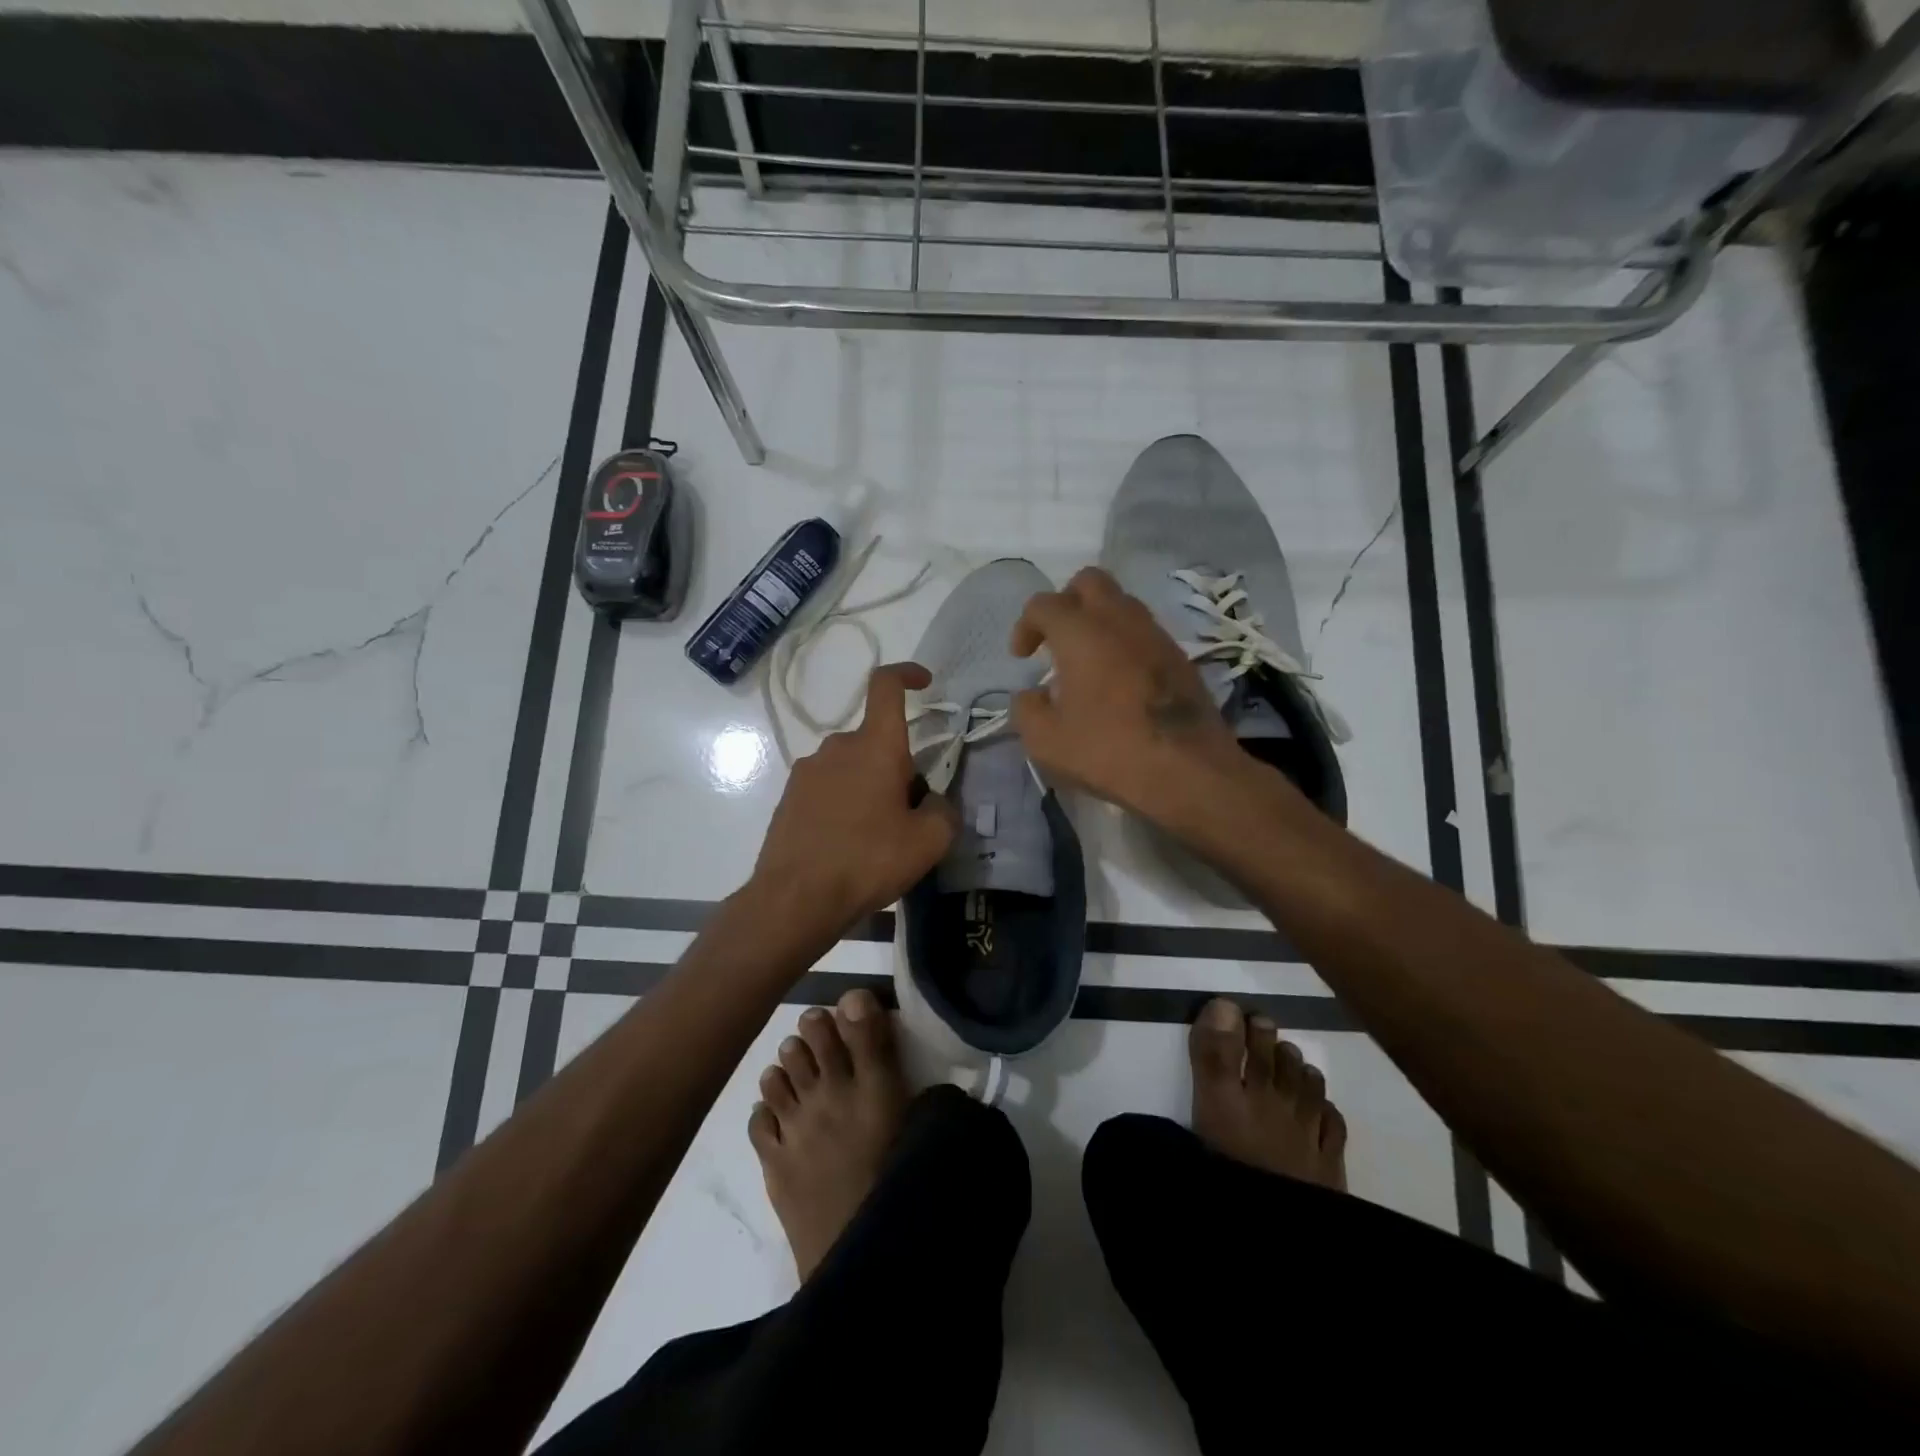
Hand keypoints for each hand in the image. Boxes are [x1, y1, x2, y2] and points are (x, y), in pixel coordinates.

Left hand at [750, 663, 957, 936]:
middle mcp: (837, 747)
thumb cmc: (867, 861)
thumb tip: (933, 802)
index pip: (886, 686)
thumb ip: (944, 811)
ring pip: (852, 766)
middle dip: (898, 767)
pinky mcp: (789, 797)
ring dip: (870, 787)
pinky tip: (847, 845)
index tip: (925, 683)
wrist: (795, 898)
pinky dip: (844, 804)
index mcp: (875, 746)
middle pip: (876, 741)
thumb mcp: (928, 842)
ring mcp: (807, 771)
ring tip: (877, 838)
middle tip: (910, 814)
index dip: (907, 674)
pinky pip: (828, 788)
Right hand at [1009, 567, 1243, 819]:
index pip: (1044, 604)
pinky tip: (1118, 681)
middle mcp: (1120, 620)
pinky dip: (1124, 643)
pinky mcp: (1180, 657)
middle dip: (1066, 602)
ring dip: (1098, 621)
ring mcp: (1156, 635)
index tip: (1022, 657)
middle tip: (1056, 638)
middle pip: (1089, 582)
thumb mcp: (1046, 741)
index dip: (1025, 625)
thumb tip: (1031, 695)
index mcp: (1081, 632)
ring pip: (1122, 604)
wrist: (1188, 771)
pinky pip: (1143, 632)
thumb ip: (1027, 709)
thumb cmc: (1108, 751)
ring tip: (1086, 662)